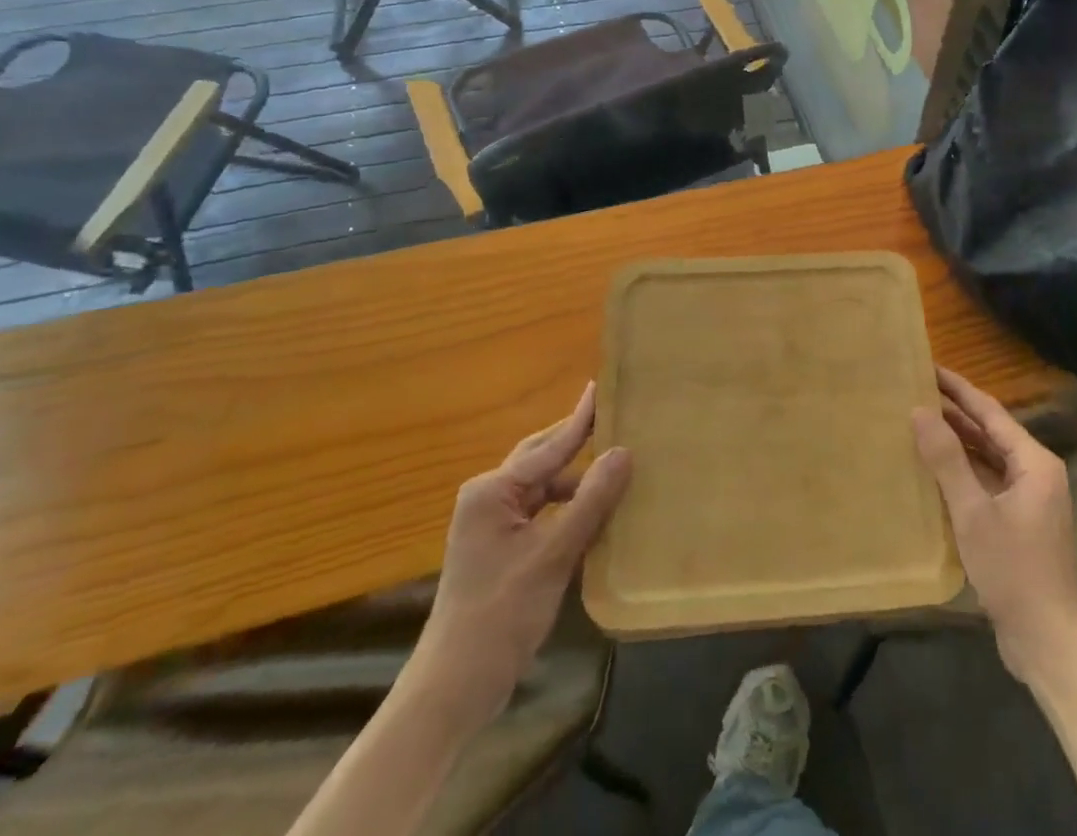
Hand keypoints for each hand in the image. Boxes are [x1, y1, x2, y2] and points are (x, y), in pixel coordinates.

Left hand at [416, 384, 631, 706]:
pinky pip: (542, 513)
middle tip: (615, 417)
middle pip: (543, 459)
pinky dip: (570, 509)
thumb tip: (624, 452)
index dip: (581, 419)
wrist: (452, 690)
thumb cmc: (499, 617)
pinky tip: (598, 513)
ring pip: (545, 488)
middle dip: (578, 442)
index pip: (549, 447)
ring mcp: (493, 525)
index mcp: (492, 491)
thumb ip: (590, 502)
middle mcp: (489, 498)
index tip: (602, 385)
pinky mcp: (501, 549)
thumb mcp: (552, 556)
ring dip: (578, 481)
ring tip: (618, 467)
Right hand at [912, 367, 1076, 684]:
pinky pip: (986, 480)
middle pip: (990, 430)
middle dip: (954, 411)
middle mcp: (1035, 472)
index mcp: (1034, 462)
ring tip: (918, 421)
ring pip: (987, 456)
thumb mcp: (974, 512)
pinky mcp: (1018, 521)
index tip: (928, 366)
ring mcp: (1029, 498)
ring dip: (956, 440)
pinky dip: (962, 470)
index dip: (958, 388)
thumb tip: (920, 410)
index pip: (989, 411)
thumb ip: (947, 459)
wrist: (1049, 641)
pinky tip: (933, 468)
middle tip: (915, 390)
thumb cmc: (1014, 570)